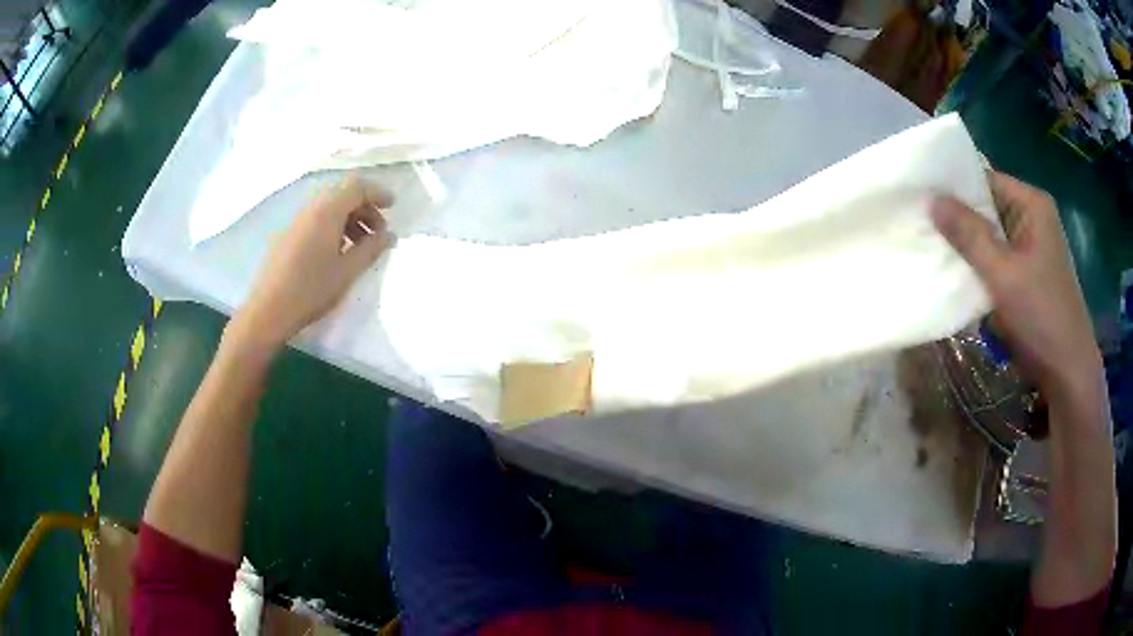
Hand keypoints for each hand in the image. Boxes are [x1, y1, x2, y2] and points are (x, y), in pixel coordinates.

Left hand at [231, 173, 393, 351]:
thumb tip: (389, 235)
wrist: (267, 311)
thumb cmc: (310, 290)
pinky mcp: (287, 236)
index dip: (377, 192)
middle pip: (342, 193)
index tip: (392, 207)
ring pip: (328, 207)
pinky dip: (333, 226)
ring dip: (349, 218)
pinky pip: (316, 219)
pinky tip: (337, 252)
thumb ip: (371, 249)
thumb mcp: (347, 272)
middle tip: (378, 231)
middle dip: (364, 207)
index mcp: (327, 212)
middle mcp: (311, 209)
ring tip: (360, 245)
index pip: (356, 186)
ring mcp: (296, 222)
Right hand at [931, 172, 1100, 400]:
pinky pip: (998, 260)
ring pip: (991, 236)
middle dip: (958, 219)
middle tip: (920, 224)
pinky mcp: (1029, 274)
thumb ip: (968, 235)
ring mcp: (1032, 247)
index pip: (984, 179)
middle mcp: (1032, 218)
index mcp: (1031, 204)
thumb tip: (930, 199)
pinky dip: (980, 266)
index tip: (920, 196)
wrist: (1068, 373)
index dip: (953, 186)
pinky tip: (957, 275)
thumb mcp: (1003, 274)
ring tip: (931, 247)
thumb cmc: (1041, 317)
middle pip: (987, 207)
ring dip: (968, 246)